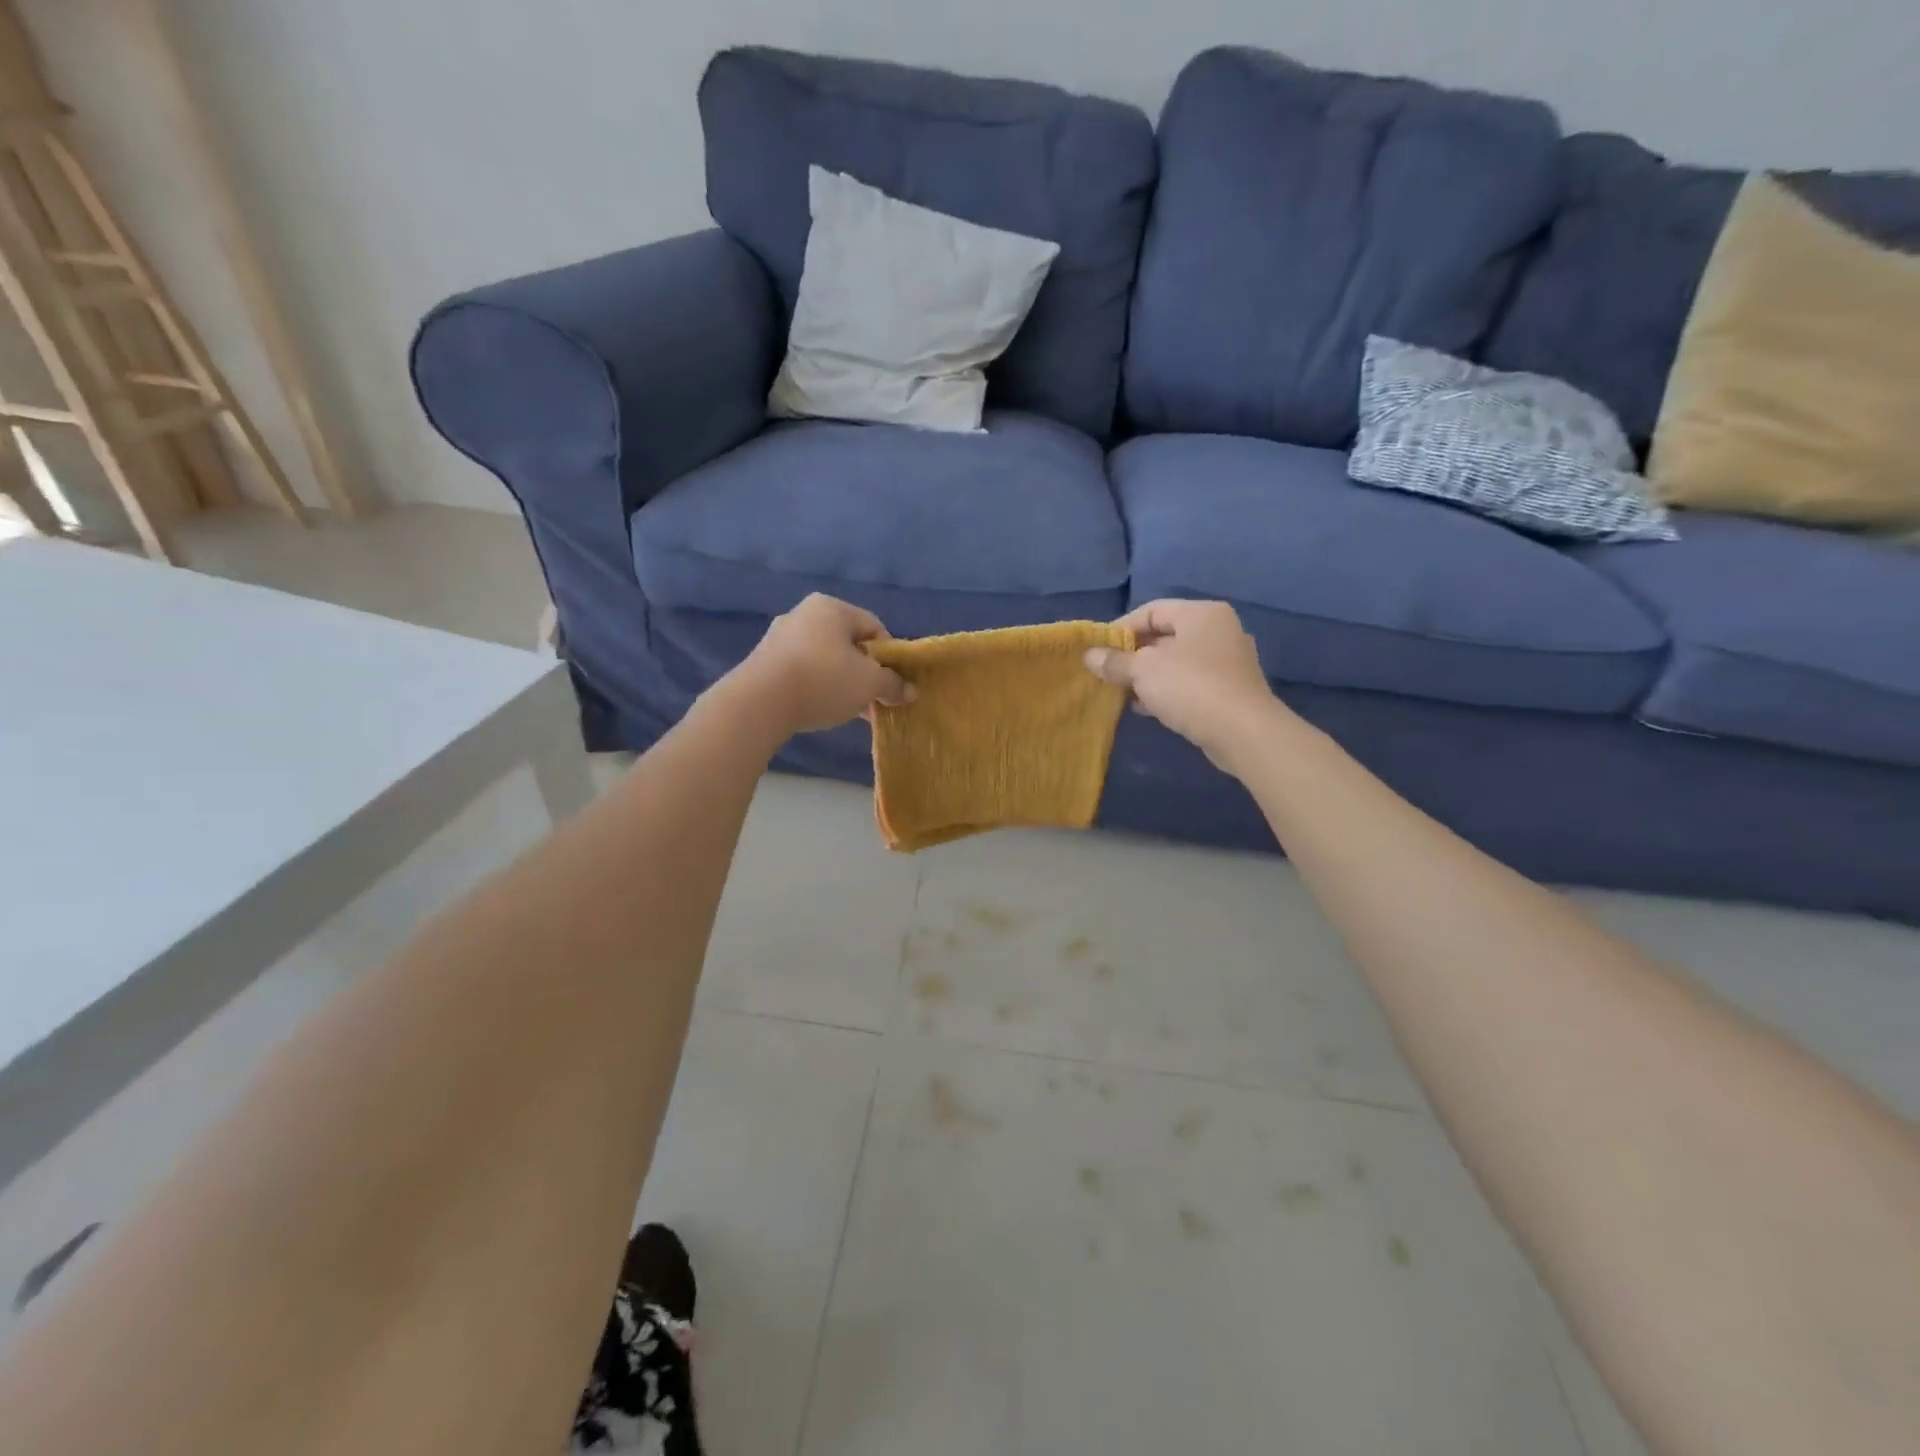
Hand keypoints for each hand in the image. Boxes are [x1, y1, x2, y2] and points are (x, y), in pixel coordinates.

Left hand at [735, 594, 912, 735]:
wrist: (760, 702)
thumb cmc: (824, 681)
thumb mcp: (869, 684)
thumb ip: (892, 684)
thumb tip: (909, 691)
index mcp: (832, 607)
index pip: (874, 627)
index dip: (889, 656)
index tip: (892, 683)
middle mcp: (804, 614)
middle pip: (848, 643)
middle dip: (864, 672)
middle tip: (873, 699)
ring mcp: (780, 636)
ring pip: (825, 659)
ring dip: (841, 682)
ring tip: (849, 710)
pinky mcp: (764, 660)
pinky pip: (802, 670)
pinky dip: (817, 686)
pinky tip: (821, 708)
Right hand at [1083, 599, 1283, 770]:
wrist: (1243, 732)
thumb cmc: (1190, 687)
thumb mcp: (1143, 670)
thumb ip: (1115, 661)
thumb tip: (1089, 656)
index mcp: (1201, 614)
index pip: (1152, 610)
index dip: (1121, 629)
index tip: (1099, 651)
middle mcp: (1219, 630)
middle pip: (1165, 636)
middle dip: (1133, 655)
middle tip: (1108, 673)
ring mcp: (1228, 661)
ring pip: (1177, 662)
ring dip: (1148, 676)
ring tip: (1123, 693)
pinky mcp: (1230, 690)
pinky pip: (1190, 683)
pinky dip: (1167, 691)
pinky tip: (1147, 708)